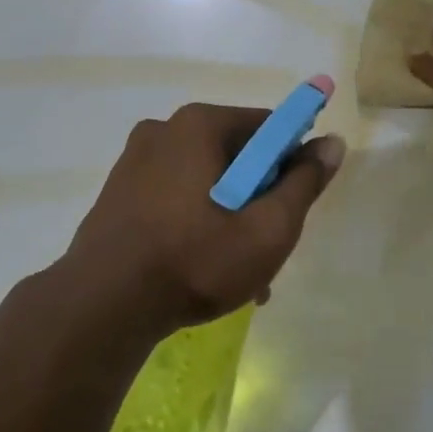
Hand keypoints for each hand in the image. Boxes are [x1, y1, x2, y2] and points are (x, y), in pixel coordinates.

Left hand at [64, 102, 345, 334]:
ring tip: (238, 276)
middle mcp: (163, 130)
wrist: (101, 307)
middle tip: (265, 249)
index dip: (290, 165)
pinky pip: (174, 198)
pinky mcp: (118, 193)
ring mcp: (134, 161)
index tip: (290, 208)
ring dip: (229, 218)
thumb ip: (304, 183)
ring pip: (205, 182)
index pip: (268, 128)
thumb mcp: (267, 229)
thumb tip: (332, 142)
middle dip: (258, 199)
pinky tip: (201, 270)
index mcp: (199, 124)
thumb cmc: (194, 261)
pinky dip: (195, 224)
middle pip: (236, 156)